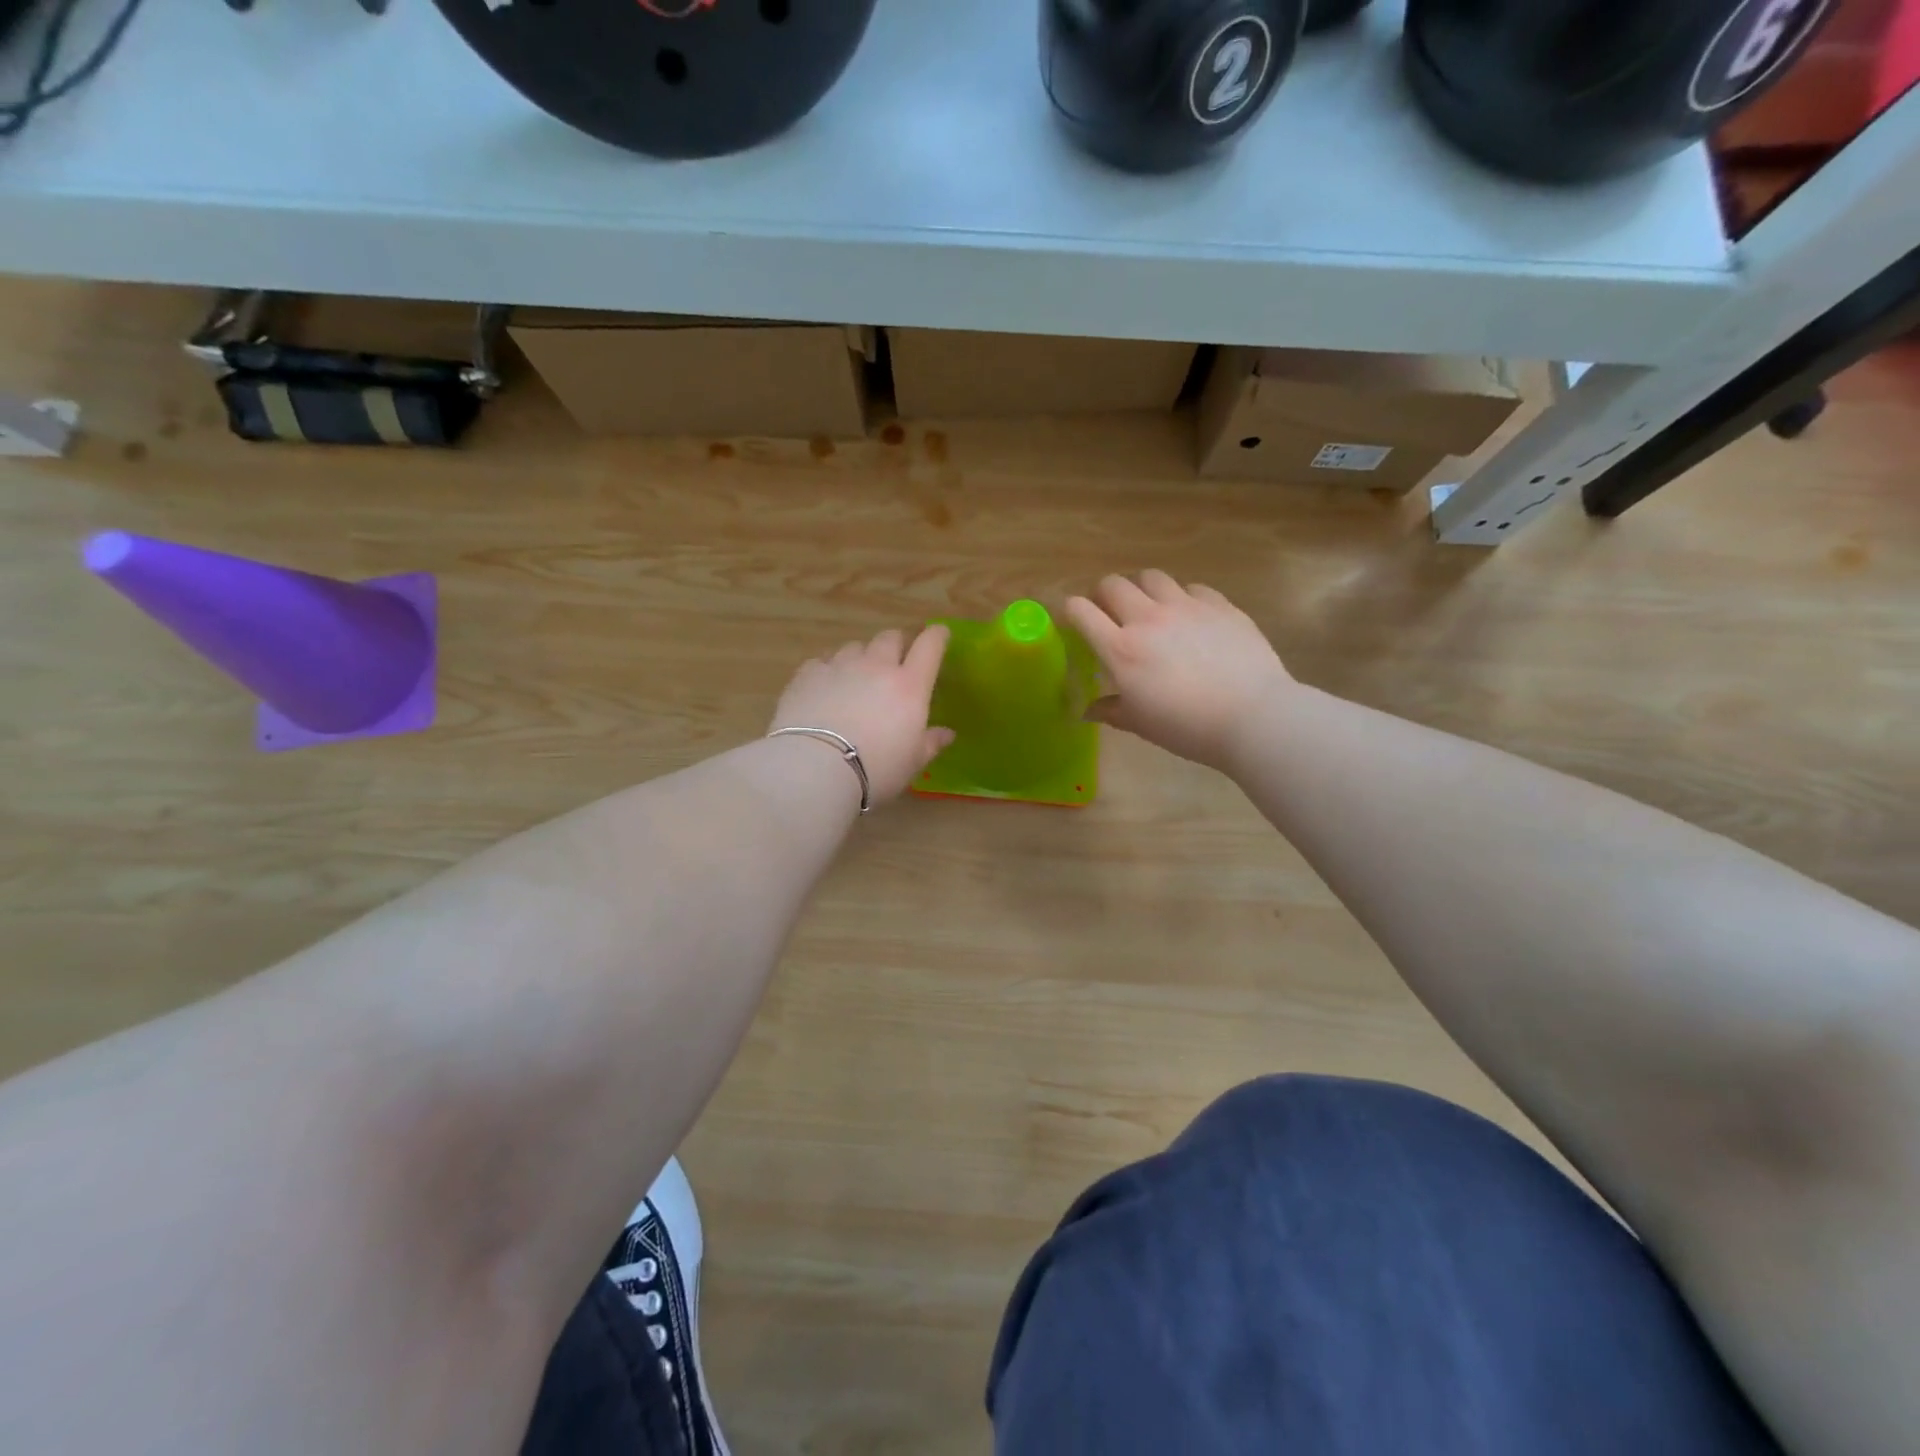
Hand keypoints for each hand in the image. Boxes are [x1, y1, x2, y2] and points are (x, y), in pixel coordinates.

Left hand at [770, 626, 954, 804]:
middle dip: (896, 645)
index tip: (939, 634)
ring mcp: (840, 666)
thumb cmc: (875, 769)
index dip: (937, 636)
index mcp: (909, 685)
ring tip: (856, 678)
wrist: (815, 768)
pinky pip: (823, 661)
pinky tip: (825, 688)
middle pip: (890, 637)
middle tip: (894, 663)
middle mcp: (876, 666)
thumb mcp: (912, 763)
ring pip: (855, 647)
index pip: (930, 646)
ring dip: (861, 657)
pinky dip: (829, 669)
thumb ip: (931, 743)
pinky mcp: (808, 674)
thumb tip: (947, 733)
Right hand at [1065, 571, 1294, 772]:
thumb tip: (1087, 711)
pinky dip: (1183, 598)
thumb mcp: (1141, 724)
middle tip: (1111, 614)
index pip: (1081, 611)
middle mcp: (1148, 619)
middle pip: (1113, 584)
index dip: (1071, 611)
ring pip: (1151, 577)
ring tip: (1150, 608)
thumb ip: (1111, 710)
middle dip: (1104, 595)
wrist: (1252, 716)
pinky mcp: (1219, 604)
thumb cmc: (1187, 727)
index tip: (1074, 621)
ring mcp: (1186, 607)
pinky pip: (1192, 588)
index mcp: (1121, 649)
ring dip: (1142, 589)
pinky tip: (1191, 618)